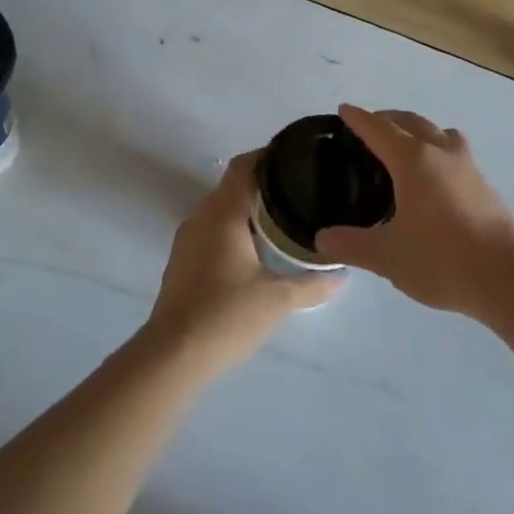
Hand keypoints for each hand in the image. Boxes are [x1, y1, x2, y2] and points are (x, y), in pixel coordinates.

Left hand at [146, 151, 342, 371]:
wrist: (172, 357)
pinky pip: (215, 230)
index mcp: (223, 213)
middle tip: (304, 190)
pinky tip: (260, 249)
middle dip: (268, 184)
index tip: (300, 158)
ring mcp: (188, 239)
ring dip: (252, 208)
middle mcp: (201, 216)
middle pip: (235, 184)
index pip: (246, 166)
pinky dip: (238, 229)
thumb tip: (342, 274)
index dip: (271, 156)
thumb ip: (312, 283)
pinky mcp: (184, 261)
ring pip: (224, 209)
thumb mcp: (278, 299)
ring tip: (288, 217)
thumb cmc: (225, 316)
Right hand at [314, 105, 513, 319]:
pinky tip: (434, 179)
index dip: (359, 119)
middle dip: (389, 119)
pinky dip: (438, 151)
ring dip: (420, 130)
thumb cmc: (441, 258)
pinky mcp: (484, 185)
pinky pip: (455, 152)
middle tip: (370, 127)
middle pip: (412, 121)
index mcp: (413, 161)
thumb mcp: (387, 256)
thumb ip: (351, 245)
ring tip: (405, 147)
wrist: (507, 275)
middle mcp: (441, 153)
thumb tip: (321, 239)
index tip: (345, 110)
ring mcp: (467, 167)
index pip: (379, 129)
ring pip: (440, 133)